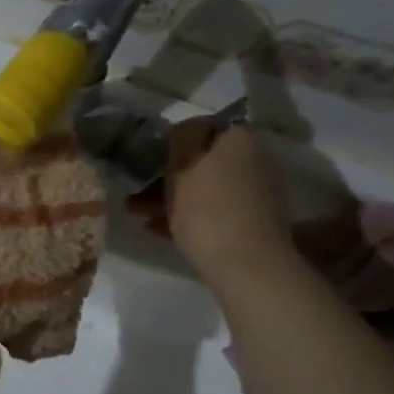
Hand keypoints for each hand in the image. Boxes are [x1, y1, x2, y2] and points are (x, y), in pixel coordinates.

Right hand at [126, 120, 292, 282]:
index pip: (200, 128)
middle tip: (136, 191)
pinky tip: (157, 229)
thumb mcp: (182, 167)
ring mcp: (256, 193)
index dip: (170, 143)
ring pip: (205, 188)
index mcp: (240, 138)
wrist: (247, 265)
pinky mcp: (253, 222)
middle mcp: (255, 159)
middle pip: (203, 161)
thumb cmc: (207, 209)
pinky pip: (214, 211)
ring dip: (172, 198)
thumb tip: (185, 129)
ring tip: (138, 214)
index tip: (147, 160)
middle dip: (167, 176)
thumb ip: (181, 138)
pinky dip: (189, 216)